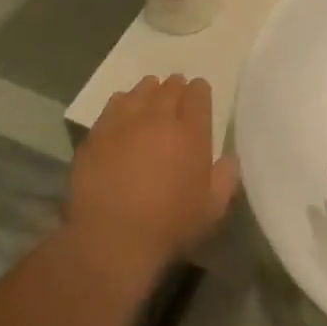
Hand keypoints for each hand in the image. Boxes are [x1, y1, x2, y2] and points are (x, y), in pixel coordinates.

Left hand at [70, 76, 237, 269]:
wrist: (111, 238)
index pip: (198, 96)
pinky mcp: (98, 134)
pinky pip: (113, 106)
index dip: (199, 91)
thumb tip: (229, 158)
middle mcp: (158, 119)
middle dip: (175, 87)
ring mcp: (124, 123)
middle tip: (176, 90)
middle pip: (169, 89)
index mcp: (190, 134)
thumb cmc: (168, 226)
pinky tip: (123, 109)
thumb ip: (225, 178)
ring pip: (140, 92)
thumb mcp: (211, 210)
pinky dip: (122, 103)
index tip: (198, 92)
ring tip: (150, 94)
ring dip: (149, 90)